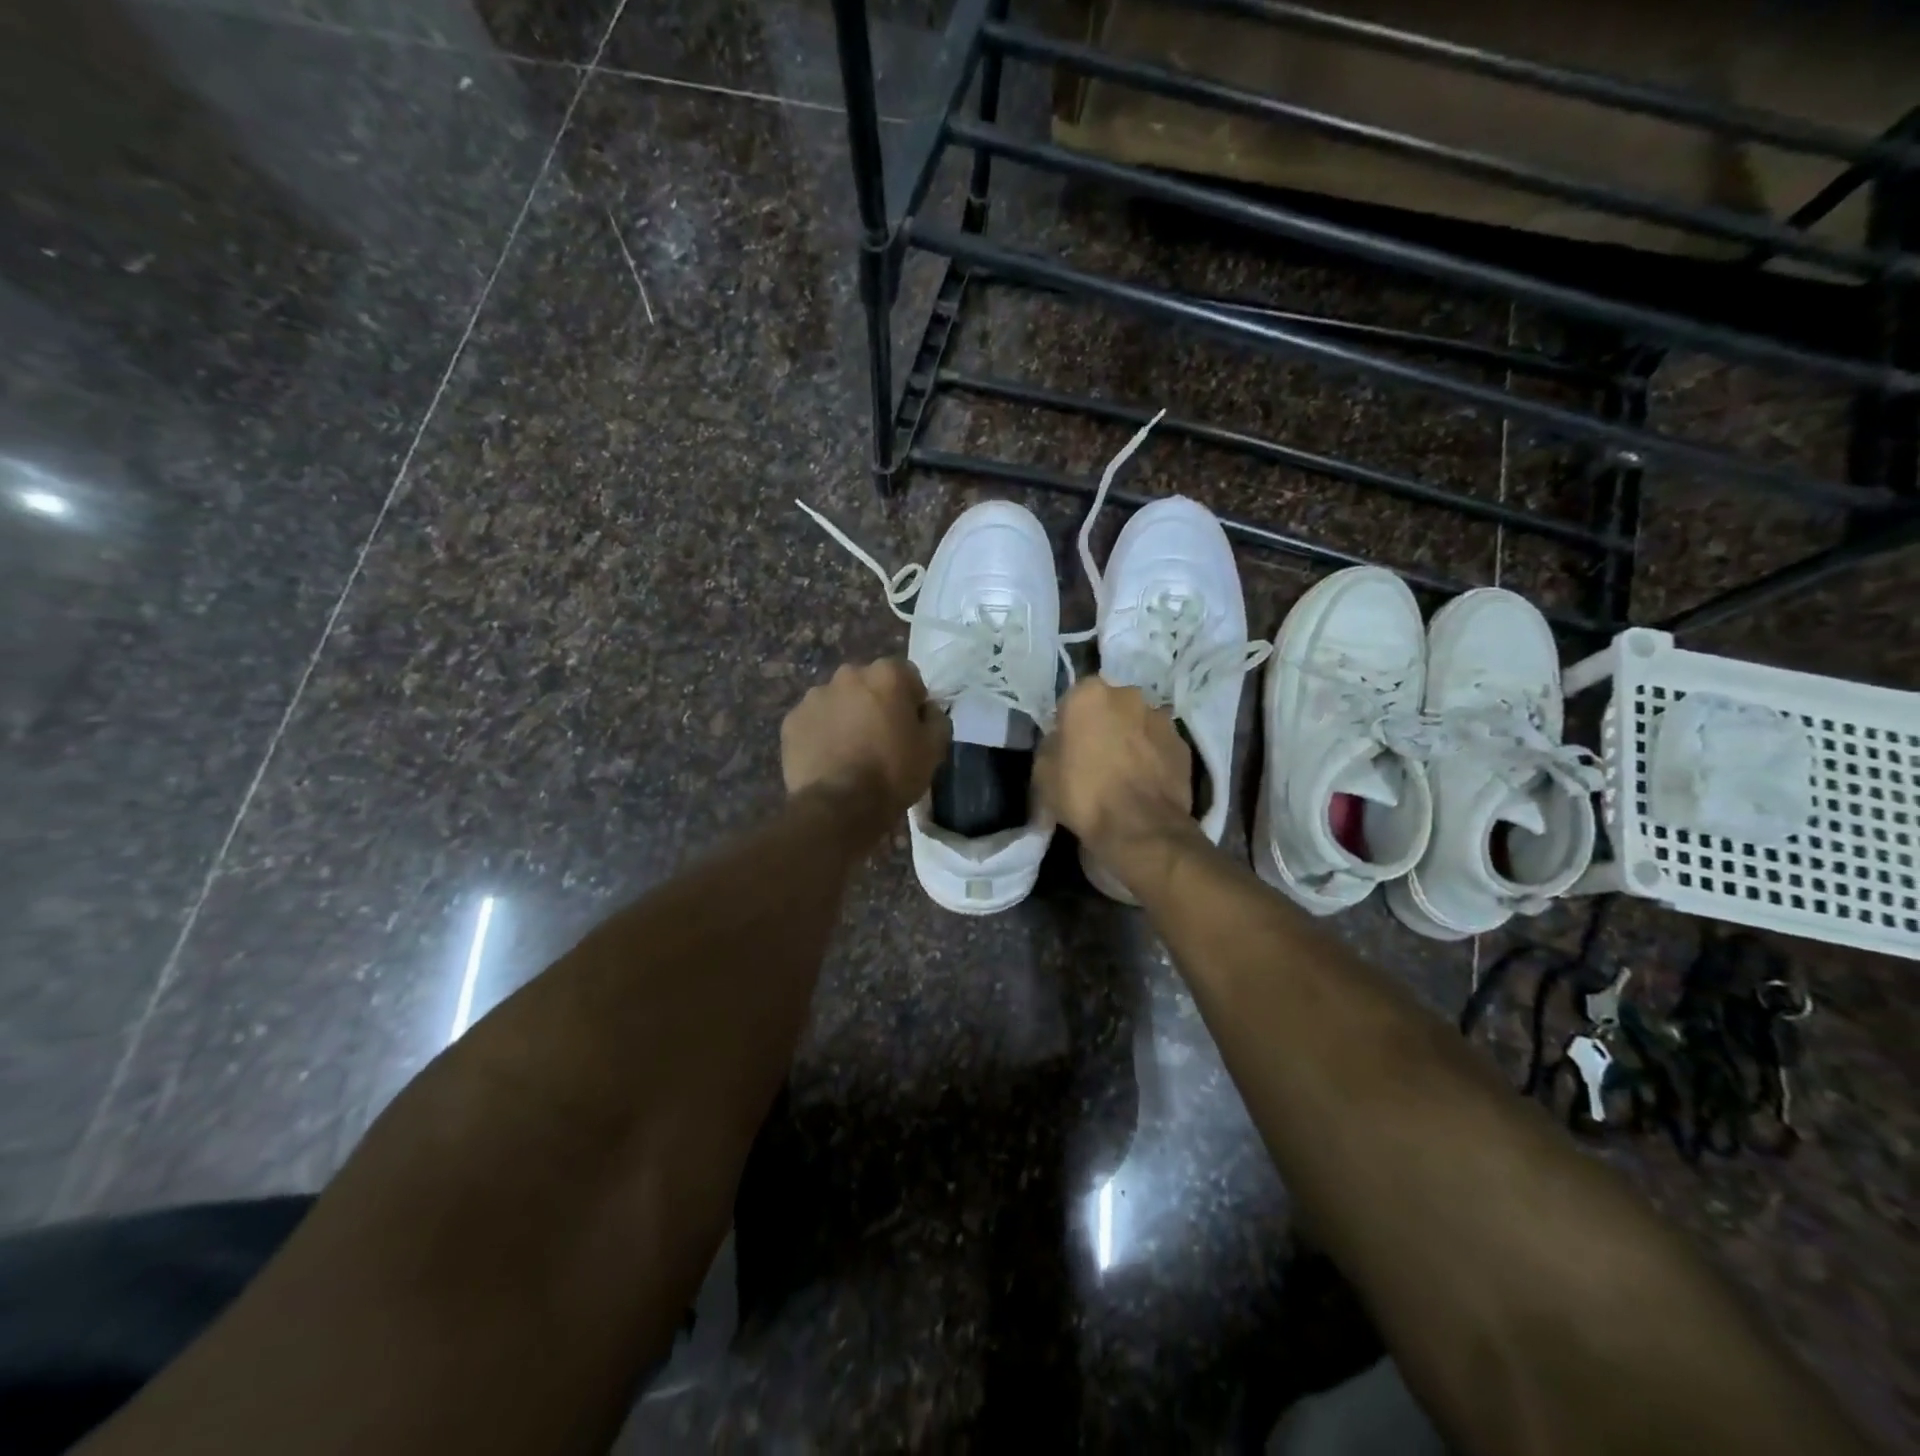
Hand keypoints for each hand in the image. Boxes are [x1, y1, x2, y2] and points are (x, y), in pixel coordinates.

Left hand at [782, 659, 950, 834]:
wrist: (840, 806)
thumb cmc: (893, 772)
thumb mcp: (934, 748)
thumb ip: (936, 718)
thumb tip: (927, 710)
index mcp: (886, 675)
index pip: (907, 675)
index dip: (912, 700)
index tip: (911, 727)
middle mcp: (848, 674)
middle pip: (868, 684)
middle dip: (875, 703)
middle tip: (880, 738)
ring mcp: (814, 696)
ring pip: (838, 701)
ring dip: (847, 716)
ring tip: (851, 751)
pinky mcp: (792, 720)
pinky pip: (814, 721)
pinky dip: (822, 733)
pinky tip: (829, 759)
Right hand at [1035, 678, 1197, 892]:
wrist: (1139, 828)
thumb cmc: (1083, 794)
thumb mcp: (1042, 771)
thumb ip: (1052, 744)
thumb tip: (1063, 741)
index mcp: (1089, 694)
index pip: (1073, 699)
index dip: (1069, 723)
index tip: (1067, 746)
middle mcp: (1128, 695)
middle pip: (1110, 706)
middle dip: (1104, 725)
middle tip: (1095, 757)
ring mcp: (1161, 718)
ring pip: (1138, 724)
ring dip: (1131, 739)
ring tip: (1124, 772)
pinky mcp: (1183, 744)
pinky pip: (1159, 745)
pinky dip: (1152, 757)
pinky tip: (1144, 783)